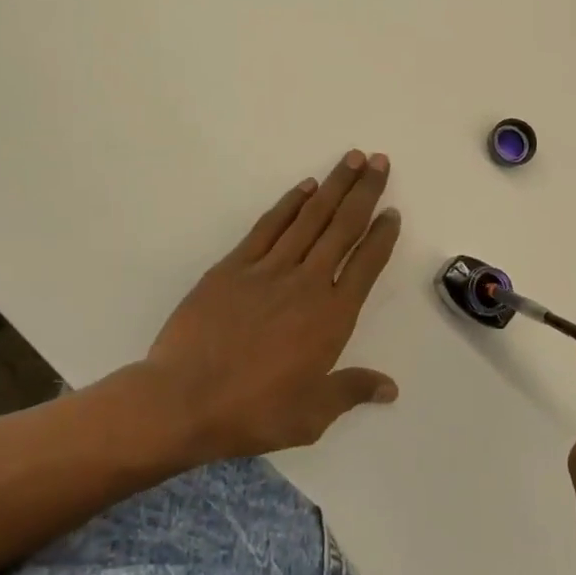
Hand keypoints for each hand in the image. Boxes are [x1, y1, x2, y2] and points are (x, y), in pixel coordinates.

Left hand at [141, 150, 401, 460]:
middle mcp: (307, 283)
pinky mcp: (234, 266)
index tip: (393, 211)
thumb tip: (391, 388)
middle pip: (342, 227)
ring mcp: (269, 269)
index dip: (382, 235)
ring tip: (351, 159)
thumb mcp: (311, 415)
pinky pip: (269, 226)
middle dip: (364, 192)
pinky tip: (304, 187)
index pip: (366, 264)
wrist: (182, 400)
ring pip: (310, 217)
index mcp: (331, 317)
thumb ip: (352, 391)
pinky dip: (289, 203)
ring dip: (333, 186)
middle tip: (379, 161)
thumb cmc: (252, 411)